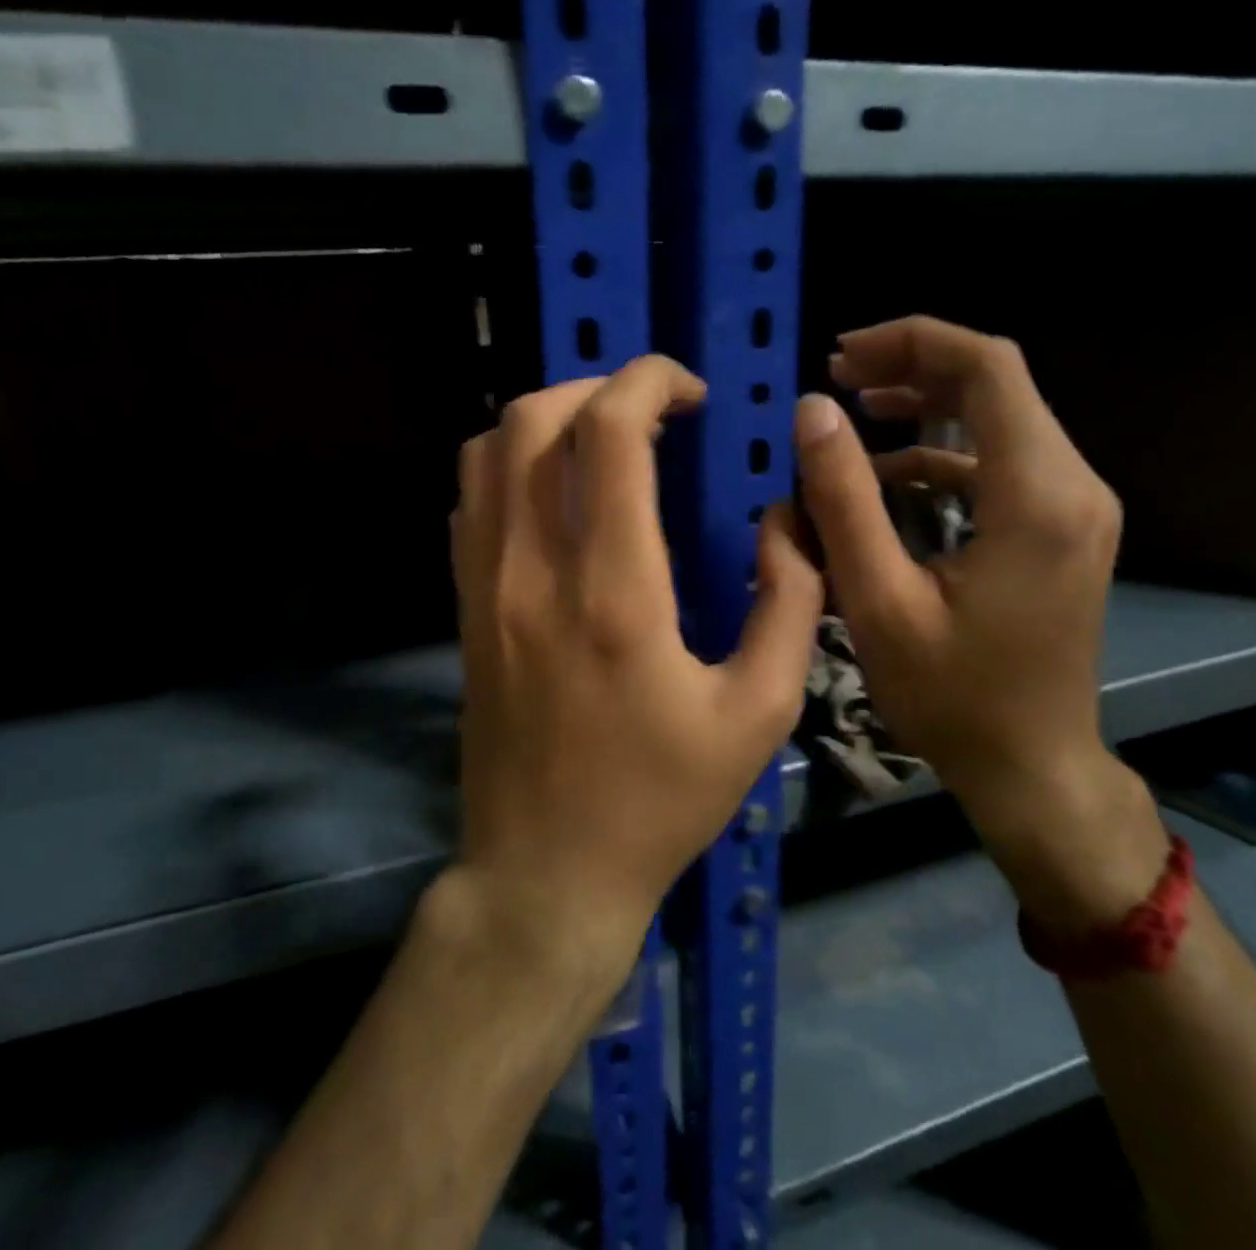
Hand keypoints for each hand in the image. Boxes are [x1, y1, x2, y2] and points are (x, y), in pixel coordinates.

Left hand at [448, 355, 821, 969]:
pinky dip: (512, 465)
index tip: (690, 393)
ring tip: (605, 439)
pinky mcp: (466, 609)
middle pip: (533, 419)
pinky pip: (471, 501)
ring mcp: (485, 588)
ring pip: (488, 451)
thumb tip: (786, 520)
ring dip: (549, 419)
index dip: (649, 381)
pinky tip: (559, 492)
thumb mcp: (760, 713)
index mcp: (614, 591)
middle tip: (653, 410)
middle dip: (598, 386)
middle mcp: (534, 571)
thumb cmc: (659, 801)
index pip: (608, 433)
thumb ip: (789, 603)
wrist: (545, 873)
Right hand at [795, 316, 1165, 930]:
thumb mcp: (878, 601)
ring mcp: (1075, 507)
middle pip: (996, 384)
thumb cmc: (952, 696)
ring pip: (998, 419)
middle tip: (836, 377)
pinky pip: (998, 464)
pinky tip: (887, 478)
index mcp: (1036, 495)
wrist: (1032, 767)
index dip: (911, 342)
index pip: (987, 369)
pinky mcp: (1061, 528)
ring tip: (853, 413)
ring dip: (924, 407)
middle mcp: (1073, 485)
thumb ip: (843, 500)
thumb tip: (812, 411)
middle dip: (911, 368)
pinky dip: (940, 455)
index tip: (840, 354)